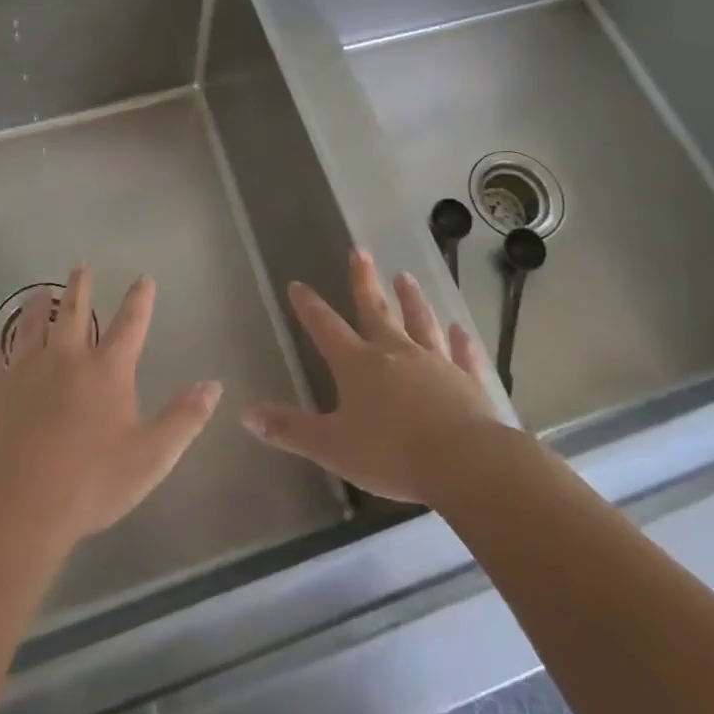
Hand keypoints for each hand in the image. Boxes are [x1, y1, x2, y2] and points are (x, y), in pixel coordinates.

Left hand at [0, 266, 221, 543]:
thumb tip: (213, 384)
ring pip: (31, 327)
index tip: (143, 278)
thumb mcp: (152, 455)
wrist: (20, 502)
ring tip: (37, 293)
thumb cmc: (92, 480)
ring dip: (35, 308)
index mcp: (108, 370)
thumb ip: (184, 418)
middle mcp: (67, 358)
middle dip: (80, 287)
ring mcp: (26, 371)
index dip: (139, 300)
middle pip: (74, 312)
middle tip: (80, 267)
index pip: (130, 324)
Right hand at [241, 247, 504, 503]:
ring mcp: (434, 362)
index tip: (298, 284)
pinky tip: (460, 327)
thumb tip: (246, 413)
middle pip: (375, 310)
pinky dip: (460, 340)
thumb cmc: (390, 454)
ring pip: (420, 322)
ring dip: (411, 299)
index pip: (326, 328)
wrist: (462, 462)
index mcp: (358, 365)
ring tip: (406, 277)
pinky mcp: (467, 380)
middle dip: (364, 281)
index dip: (309, 307)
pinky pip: (461, 353)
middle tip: (359, 250)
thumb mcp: (331, 446)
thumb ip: (290, 429)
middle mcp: (394, 352)